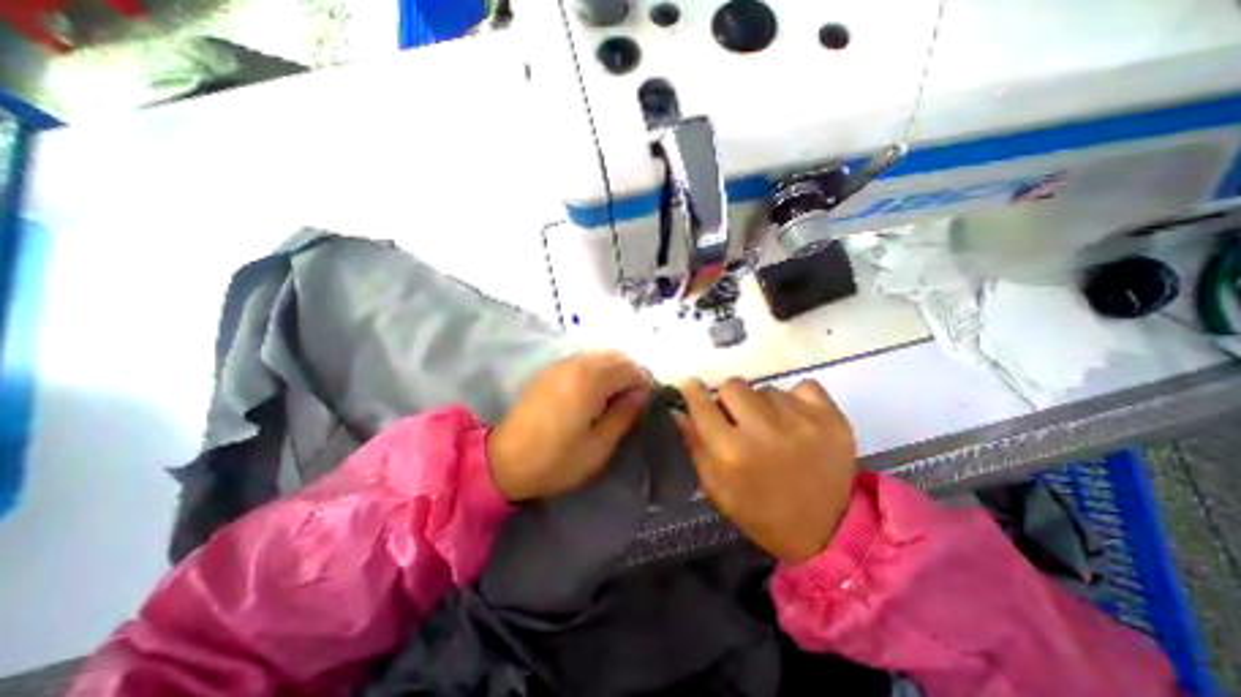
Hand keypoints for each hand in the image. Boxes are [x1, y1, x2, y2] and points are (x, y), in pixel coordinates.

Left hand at [489, 354, 653, 501]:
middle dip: (631, 375)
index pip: (630, 369)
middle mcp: (577, 363)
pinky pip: (585, 360)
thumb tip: (640, 396)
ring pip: (601, 356)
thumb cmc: (555, 460)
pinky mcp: (551, 370)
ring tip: (615, 399)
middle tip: (632, 403)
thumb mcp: (598, 446)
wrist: (503, 460)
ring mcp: (561, 364)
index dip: (644, 385)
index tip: (645, 406)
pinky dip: (598, 370)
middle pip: (617, 357)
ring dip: (615, 372)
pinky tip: (595, 393)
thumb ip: (624, 415)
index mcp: (591, 380)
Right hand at [675, 378, 859, 561]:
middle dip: (730, 400)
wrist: (826, 532)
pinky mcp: (832, 418)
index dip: (694, 391)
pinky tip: (797, 422)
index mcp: (731, 453)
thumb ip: (694, 445)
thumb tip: (678, 409)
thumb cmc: (760, 511)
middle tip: (739, 419)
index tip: (693, 387)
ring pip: (767, 389)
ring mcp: (802, 422)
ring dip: (764, 405)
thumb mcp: (716, 487)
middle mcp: (764, 432)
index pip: (703, 404)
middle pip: (733, 385)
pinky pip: (803, 386)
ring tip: (773, 429)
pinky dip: (796, 400)